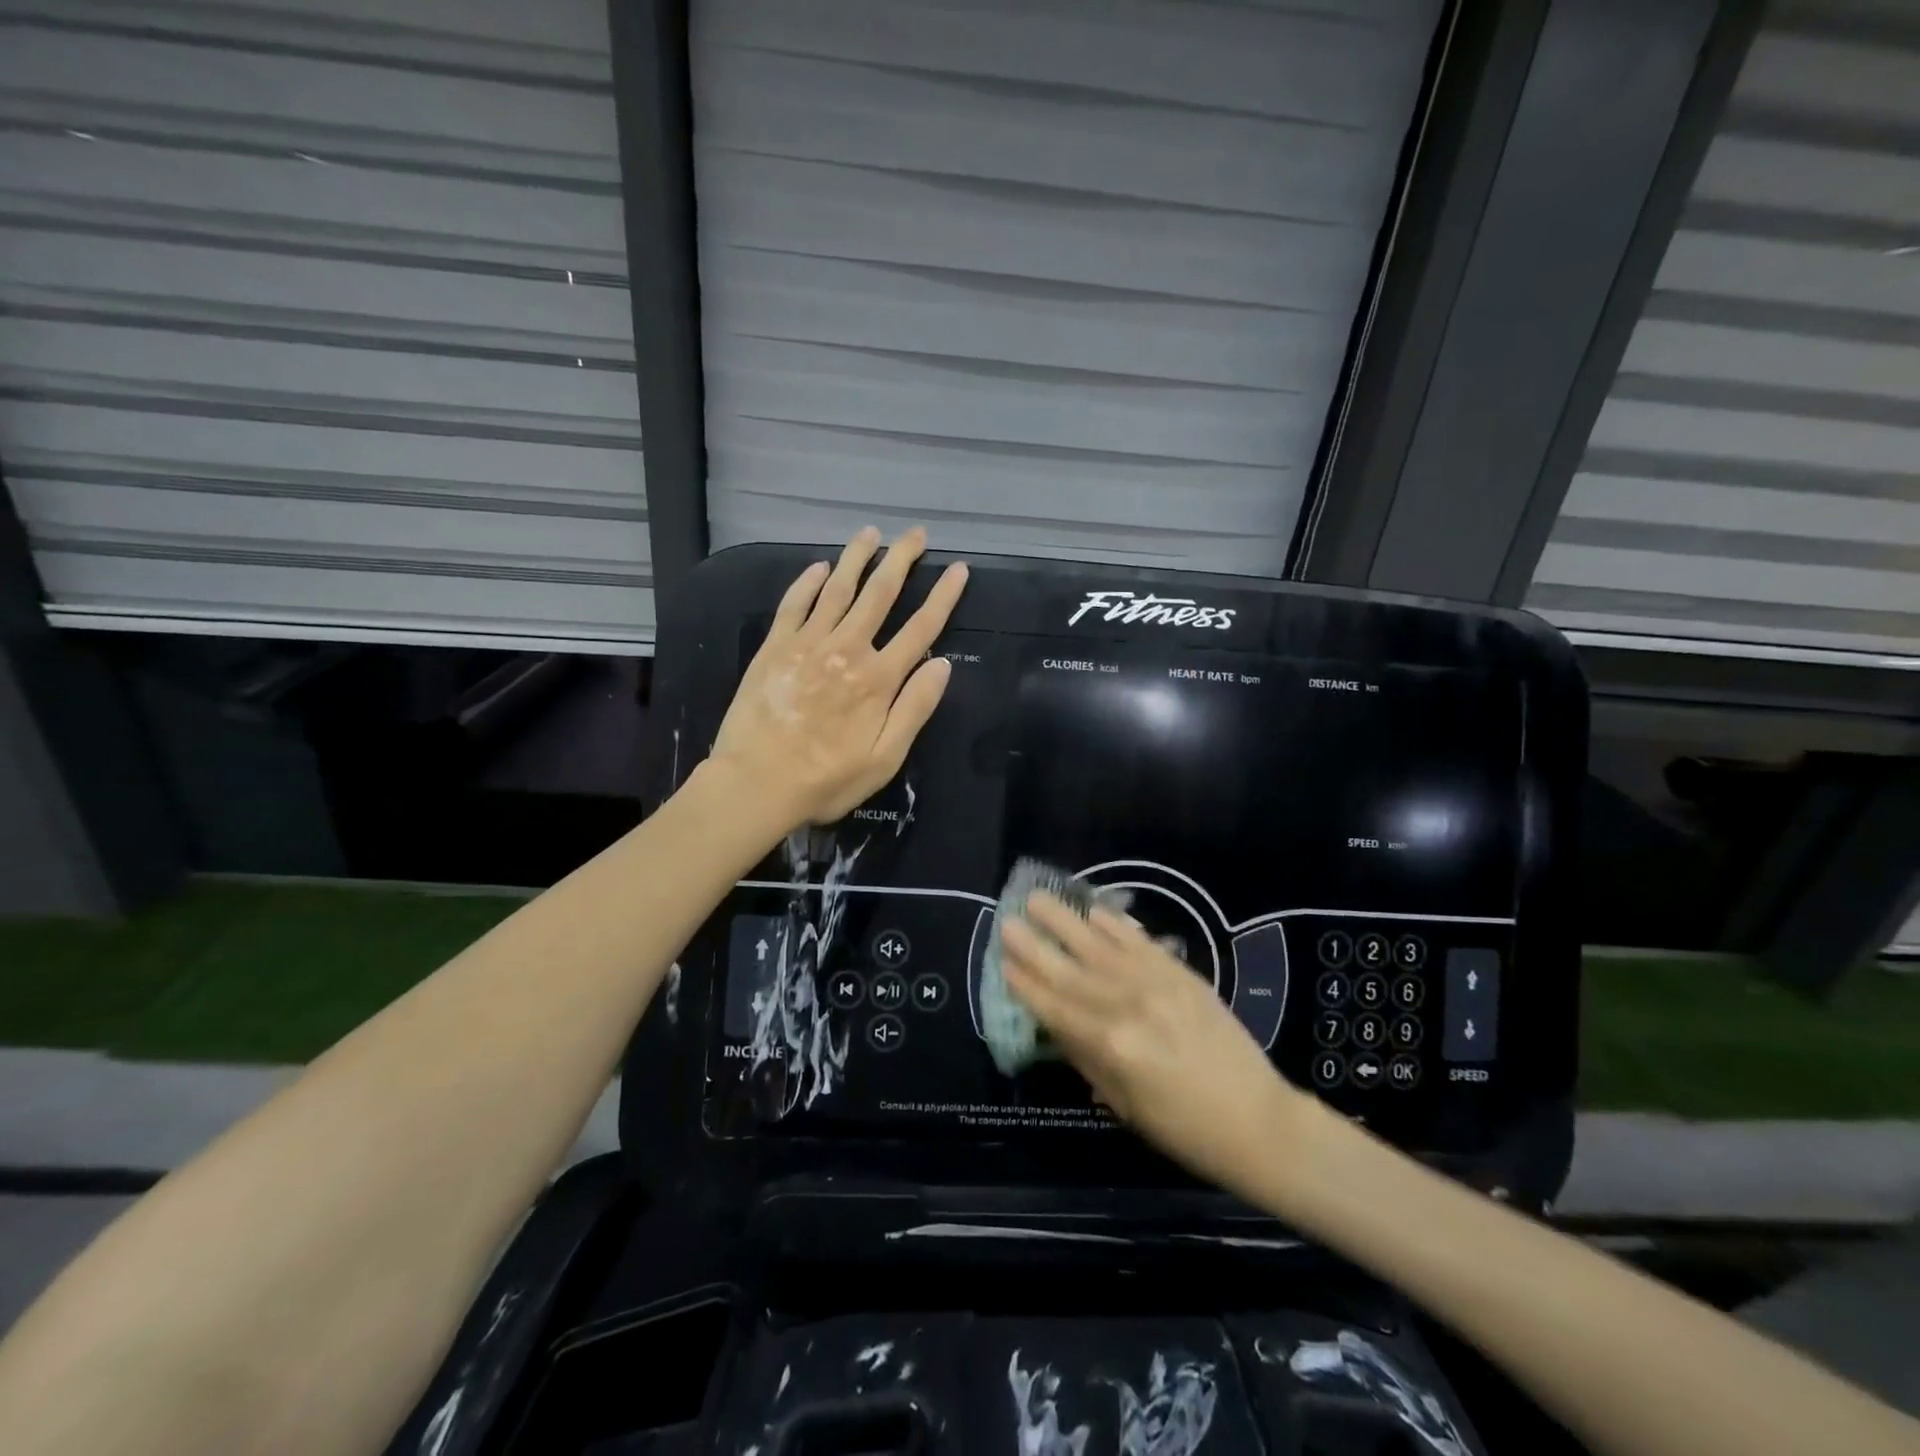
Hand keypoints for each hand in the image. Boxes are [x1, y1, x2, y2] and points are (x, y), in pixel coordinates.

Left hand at [709, 527, 967, 831]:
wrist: (755, 783)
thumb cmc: (826, 780)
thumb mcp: (884, 759)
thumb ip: (914, 709)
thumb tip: (942, 664)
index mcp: (878, 680)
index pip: (921, 629)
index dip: (943, 597)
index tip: (958, 569)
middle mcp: (847, 650)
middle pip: (880, 594)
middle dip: (901, 560)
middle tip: (915, 533)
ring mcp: (808, 644)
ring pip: (838, 589)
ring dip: (856, 558)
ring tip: (871, 533)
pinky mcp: (775, 647)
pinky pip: (795, 604)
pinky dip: (808, 582)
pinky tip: (820, 566)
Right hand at [1001, 893, 1307, 1192]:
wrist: (1256, 1119)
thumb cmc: (1183, 1128)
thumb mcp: (1122, 1104)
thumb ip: (1084, 1057)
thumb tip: (1052, 1022)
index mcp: (1108, 1046)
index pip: (1052, 1006)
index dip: (1023, 984)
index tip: (1000, 962)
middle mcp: (1125, 1006)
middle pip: (1067, 970)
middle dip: (1032, 944)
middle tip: (1006, 920)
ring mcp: (1154, 983)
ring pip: (1098, 945)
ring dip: (1065, 920)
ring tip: (1038, 897)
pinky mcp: (1180, 973)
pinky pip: (1138, 941)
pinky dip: (1115, 924)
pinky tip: (1094, 910)